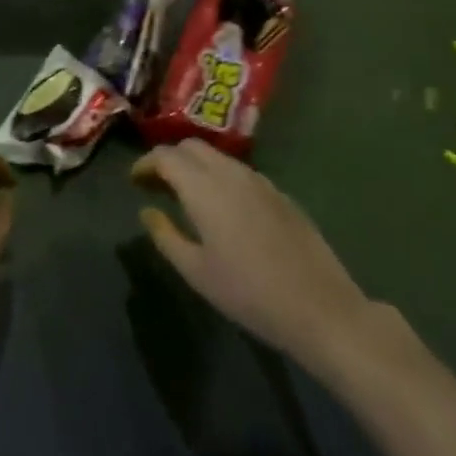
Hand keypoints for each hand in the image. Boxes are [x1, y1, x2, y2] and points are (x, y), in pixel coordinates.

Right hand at [133, 140, 381, 377]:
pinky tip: (222, 208)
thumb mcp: (196, 271)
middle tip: (156, 186)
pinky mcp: (280, 195)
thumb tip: (147, 212)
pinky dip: (219, 178)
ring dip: (195, 167)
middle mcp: (231, 174)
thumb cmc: (249, 294)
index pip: (166, 156)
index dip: (145, 164)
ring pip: (217, 157)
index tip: (134, 182)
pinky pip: (240, 172)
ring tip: (185, 196)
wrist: (321, 309)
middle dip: (169, 159)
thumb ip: (165, 236)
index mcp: (204, 188)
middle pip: (191, 147)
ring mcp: (260, 181)